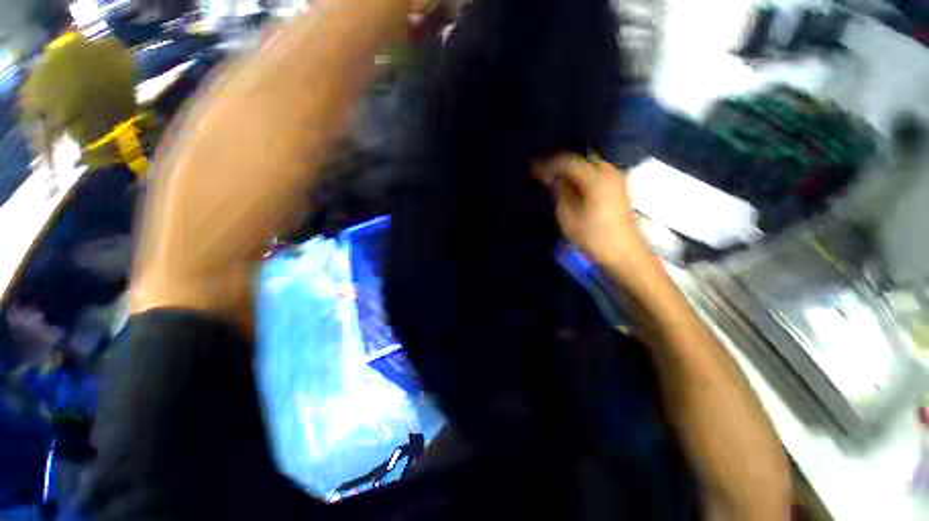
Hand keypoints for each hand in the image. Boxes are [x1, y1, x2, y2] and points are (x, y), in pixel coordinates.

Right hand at [534, 154, 649, 270]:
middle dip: (561, 168)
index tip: (535, 172)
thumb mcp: (568, 217)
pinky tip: (576, 189)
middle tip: (546, 179)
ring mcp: (617, 179)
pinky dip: (584, 176)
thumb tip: (552, 179)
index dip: (549, 166)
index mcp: (595, 180)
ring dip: (573, 172)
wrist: (623, 251)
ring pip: (590, 166)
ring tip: (559, 184)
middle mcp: (608, 173)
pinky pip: (598, 173)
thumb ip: (559, 194)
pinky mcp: (620, 187)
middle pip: (580, 161)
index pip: (567, 163)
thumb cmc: (592, 237)